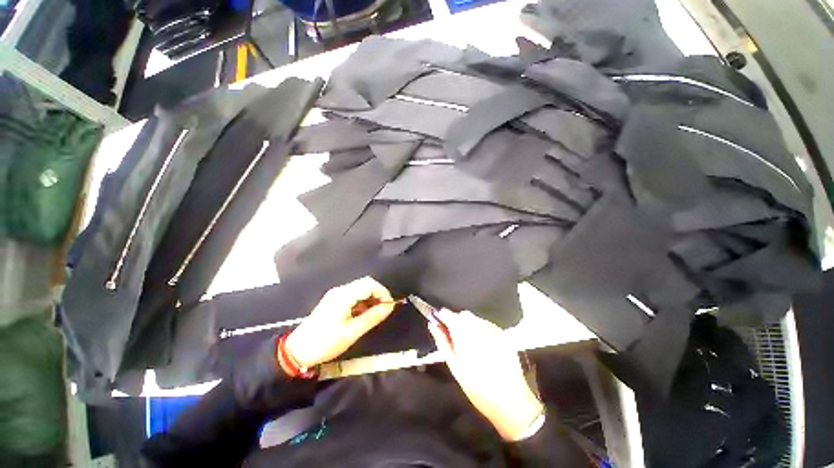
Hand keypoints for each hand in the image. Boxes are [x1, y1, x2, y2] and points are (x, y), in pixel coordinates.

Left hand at [285, 276, 394, 367]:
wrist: (297, 351)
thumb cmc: (326, 342)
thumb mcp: (352, 331)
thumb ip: (373, 317)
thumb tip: (389, 307)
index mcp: (344, 295)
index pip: (370, 284)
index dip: (383, 292)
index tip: (389, 306)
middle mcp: (340, 290)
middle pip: (365, 283)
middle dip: (378, 294)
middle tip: (384, 309)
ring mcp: (336, 295)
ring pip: (360, 289)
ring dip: (370, 298)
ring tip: (375, 313)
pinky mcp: (333, 301)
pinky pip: (353, 295)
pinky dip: (362, 301)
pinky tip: (363, 314)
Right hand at [429, 310, 543, 440]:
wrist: (511, 401)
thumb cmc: (478, 388)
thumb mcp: (455, 367)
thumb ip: (443, 342)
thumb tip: (432, 325)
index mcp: (464, 333)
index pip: (448, 314)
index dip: (442, 317)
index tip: (440, 324)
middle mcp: (479, 326)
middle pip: (463, 315)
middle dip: (457, 323)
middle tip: (456, 342)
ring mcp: (493, 329)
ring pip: (475, 319)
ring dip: (469, 327)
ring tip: (471, 348)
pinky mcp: (503, 335)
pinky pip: (487, 325)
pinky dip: (481, 331)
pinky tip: (483, 348)